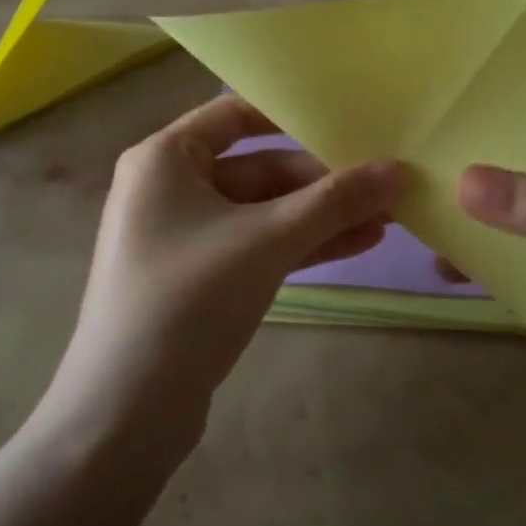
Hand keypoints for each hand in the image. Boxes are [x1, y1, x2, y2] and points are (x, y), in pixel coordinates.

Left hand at [48, 96, 402, 448]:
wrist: (127, 411)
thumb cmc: (189, 298)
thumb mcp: (268, 240)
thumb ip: (334, 201)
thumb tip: (398, 169)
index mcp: (164, 158)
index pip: (234, 114)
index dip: (290, 115)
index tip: (346, 121)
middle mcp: (169, 188)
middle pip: (257, 169)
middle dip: (321, 183)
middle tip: (384, 187)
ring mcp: (183, 237)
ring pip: (262, 213)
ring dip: (319, 217)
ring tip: (386, 219)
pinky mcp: (198, 279)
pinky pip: (255, 246)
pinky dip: (299, 246)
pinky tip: (357, 246)